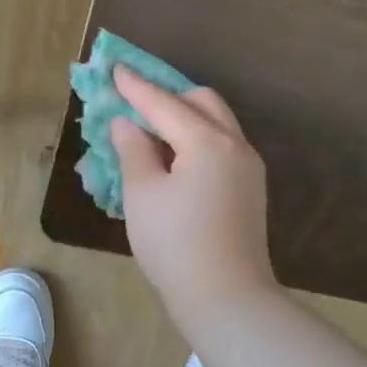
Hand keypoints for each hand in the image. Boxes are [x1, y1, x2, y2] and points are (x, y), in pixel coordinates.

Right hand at [110, 67, 278, 323]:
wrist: (227, 297)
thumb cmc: (175, 244)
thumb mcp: (142, 194)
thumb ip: (133, 150)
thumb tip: (127, 123)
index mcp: (207, 141)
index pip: (164, 104)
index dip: (136, 87)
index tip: (115, 68)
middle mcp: (235, 145)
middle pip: (202, 103)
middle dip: (169, 97)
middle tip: (137, 105)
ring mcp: (248, 168)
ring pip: (217, 124)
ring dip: (185, 118)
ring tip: (153, 133)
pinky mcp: (250, 189)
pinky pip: (222, 147)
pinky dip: (198, 140)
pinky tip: (176, 160)